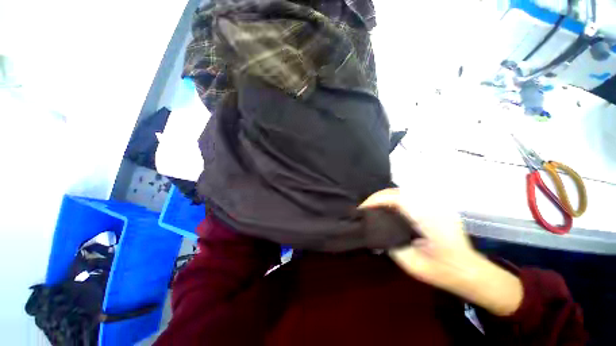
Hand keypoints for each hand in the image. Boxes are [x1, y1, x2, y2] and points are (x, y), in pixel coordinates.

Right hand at [360, 188, 522, 316]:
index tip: (361, 209)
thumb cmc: (439, 271)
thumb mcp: (408, 261)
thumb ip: (388, 242)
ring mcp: (435, 204)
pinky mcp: (436, 207)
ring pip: (403, 193)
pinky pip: (411, 198)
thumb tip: (373, 230)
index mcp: (425, 216)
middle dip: (377, 198)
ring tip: (373, 208)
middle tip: (365, 208)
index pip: (394, 198)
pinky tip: (389, 209)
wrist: (468, 272)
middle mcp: (431, 205)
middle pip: (397, 192)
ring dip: (385, 198)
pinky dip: (395, 201)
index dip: (375, 200)